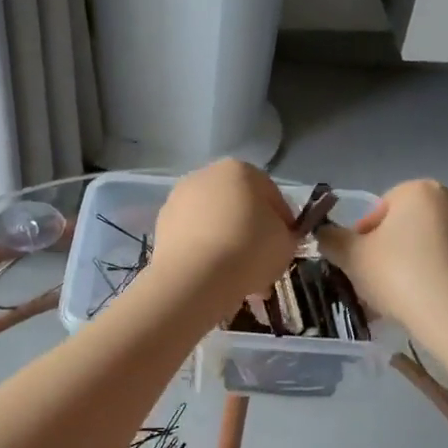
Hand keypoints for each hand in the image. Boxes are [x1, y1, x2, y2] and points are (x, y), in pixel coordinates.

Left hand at [149, 159, 298, 308]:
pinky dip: (205, 254)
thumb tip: (276, 236)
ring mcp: (178, 200)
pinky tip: (215, 278)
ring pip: (214, 224)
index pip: (271, 194)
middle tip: (262, 263)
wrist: (195, 278)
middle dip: (251, 232)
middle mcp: (205, 175)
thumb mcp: (286, 242)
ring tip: (239, 277)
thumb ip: (285, 233)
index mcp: (239, 169)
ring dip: (227, 245)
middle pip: (238, 207)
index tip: (286, 245)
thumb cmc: (249, 250)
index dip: (283, 222)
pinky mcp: (161, 226)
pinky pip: (194, 239)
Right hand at [316, 179, 447, 333]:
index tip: (356, 262)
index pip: (379, 208)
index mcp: (420, 190)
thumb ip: (331, 239)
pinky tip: (416, 302)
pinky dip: (428, 277)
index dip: (361, 236)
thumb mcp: (351, 255)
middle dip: (385, 250)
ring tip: (392, 297)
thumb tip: (324, 234)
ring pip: (424, 246)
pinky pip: (444, 264)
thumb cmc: (397, 273)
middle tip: (370, 280)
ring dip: (406, 265)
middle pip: (403, 226)